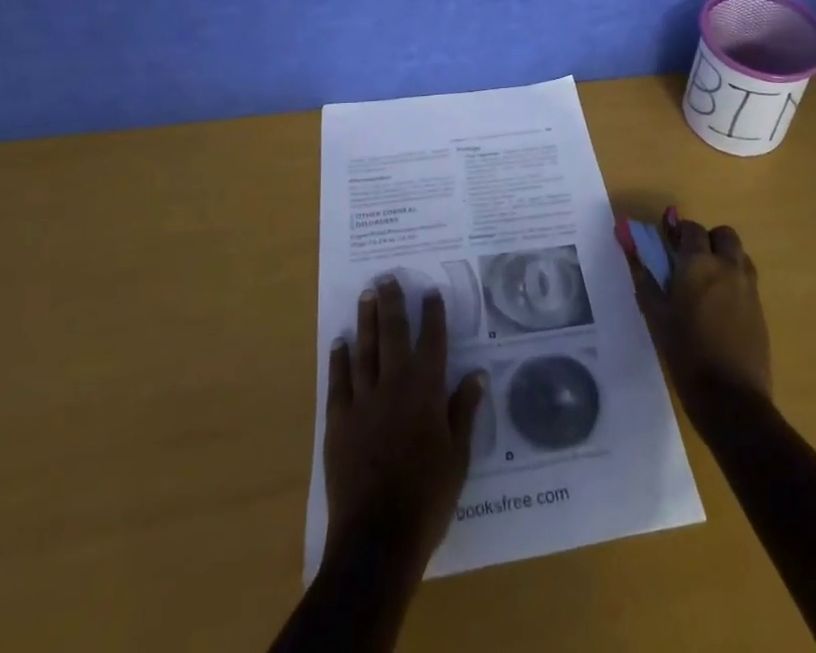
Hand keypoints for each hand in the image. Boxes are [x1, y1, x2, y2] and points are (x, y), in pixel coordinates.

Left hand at [324, 276, 485, 572]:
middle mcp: (394, 385)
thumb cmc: (427, 498)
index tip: (430, 291)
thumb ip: (465, 411)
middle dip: (393, 303)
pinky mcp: (338, 421)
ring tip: (366, 295)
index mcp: (426, 391)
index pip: (432, 341)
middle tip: (388, 277)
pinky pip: (338, 381)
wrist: (377, 538)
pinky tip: (340, 342)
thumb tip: (477, 374)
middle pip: (393, 334)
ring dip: (366, 320)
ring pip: (365, 349)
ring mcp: (363, 400)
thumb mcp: (458, 456)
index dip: (432, 314)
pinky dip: (339, 359)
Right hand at [622, 210, 771, 424]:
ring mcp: (748, 287)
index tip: (667, 244)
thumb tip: (631, 248)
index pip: (691, 229)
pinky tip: (720, 306)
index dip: (679, 232)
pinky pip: (747, 279)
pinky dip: (734, 279)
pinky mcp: (760, 308)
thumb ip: (644, 277)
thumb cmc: (686, 352)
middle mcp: (727, 267)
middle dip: (707, 239)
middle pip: (723, 234)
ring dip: (724, 257)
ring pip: (739, 254)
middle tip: (690, 261)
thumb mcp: (656, 315)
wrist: (731, 398)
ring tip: (707, 282)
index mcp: (699, 263)